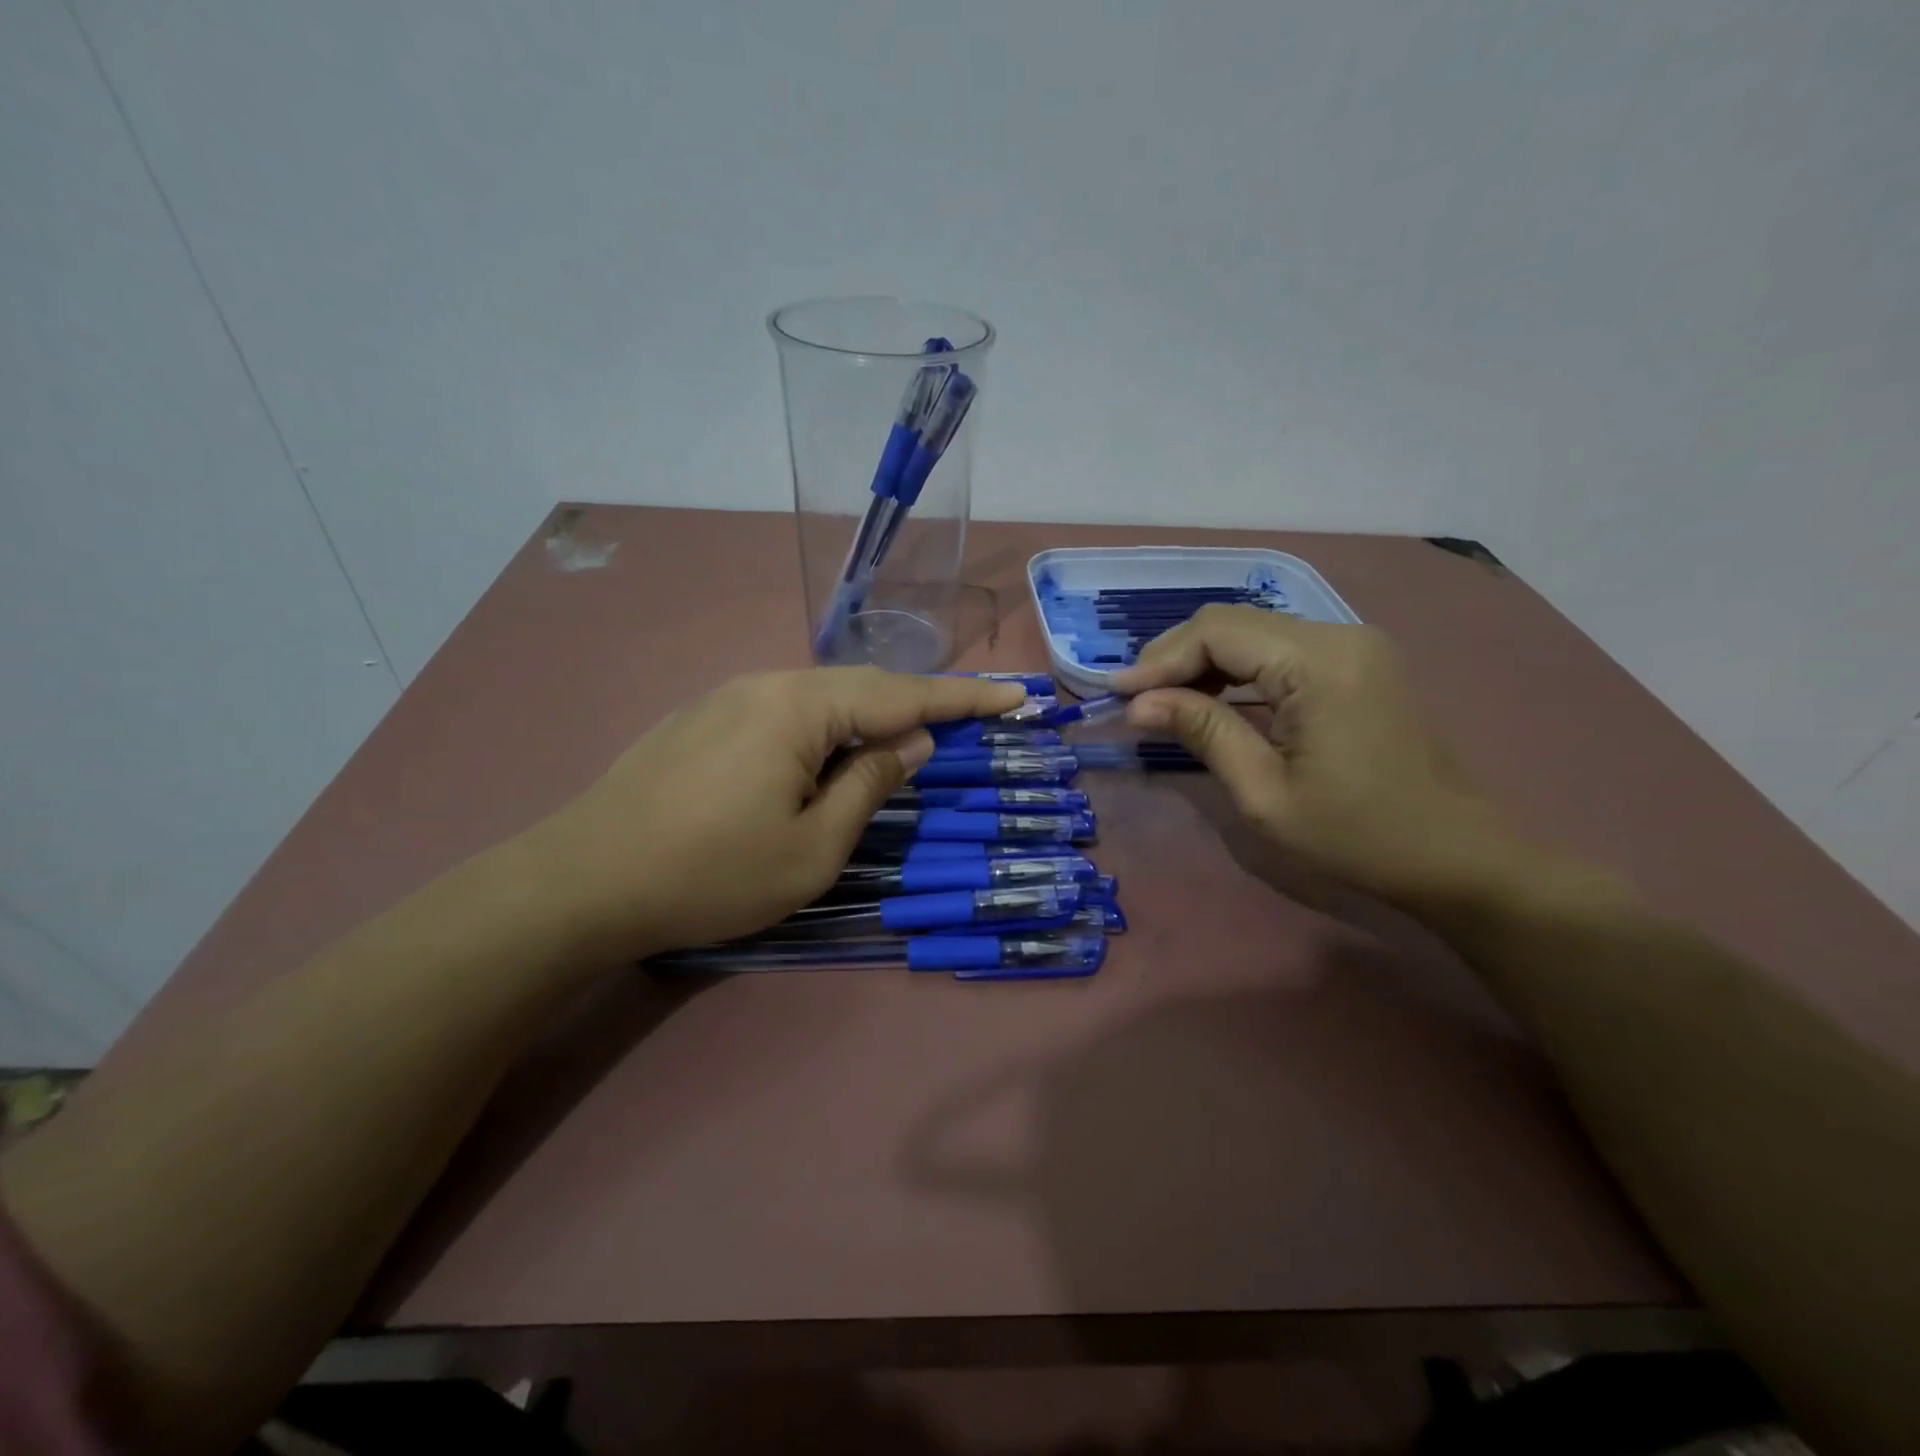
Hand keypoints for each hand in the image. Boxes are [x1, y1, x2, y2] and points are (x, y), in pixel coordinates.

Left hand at [520, 669, 1024, 961]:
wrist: (582, 881)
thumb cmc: (710, 872)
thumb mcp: (813, 847)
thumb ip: (870, 785)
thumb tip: (912, 745)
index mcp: (800, 707)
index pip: (903, 695)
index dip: (964, 699)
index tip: (1015, 695)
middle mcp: (766, 684)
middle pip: (862, 687)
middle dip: (920, 704)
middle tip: (971, 719)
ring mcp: (728, 698)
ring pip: (820, 699)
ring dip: (869, 719)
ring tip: (905, 743)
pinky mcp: (702, 720)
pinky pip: (785, 713)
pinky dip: (825, 730)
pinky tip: (828, 755)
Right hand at [1114, 607, 1517, 910]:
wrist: (1458, 858)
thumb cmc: (1358, 836)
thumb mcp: (1265, 793)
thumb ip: (1203, 732)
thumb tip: (1139, 703)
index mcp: (1319, 662)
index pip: (1218, 632)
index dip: (1160, 659)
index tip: (1117, 695)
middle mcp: (1339, 635)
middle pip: (1234, 623)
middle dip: (1176, 657)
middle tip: (1135, 699)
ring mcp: (1354, 646)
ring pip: (1255, 633)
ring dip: (1204, 662)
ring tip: (1163, 702)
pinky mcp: (1357, 664)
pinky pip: (1280, 650)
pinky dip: (1237, 670)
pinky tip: (1212, 699)